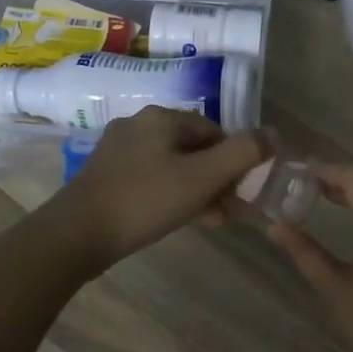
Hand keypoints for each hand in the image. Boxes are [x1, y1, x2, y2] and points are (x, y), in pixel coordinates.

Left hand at [49, 107, 268, 272]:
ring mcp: (119, 149)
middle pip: (194, 148)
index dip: (236, 163)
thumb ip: (243, 154)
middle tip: (227, 214)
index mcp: (163, 117)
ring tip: (207, 221)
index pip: (216, 132)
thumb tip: (276, 134)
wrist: (76, 234)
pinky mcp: (106, 173)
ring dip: (196, 190)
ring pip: (173, 165)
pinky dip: (169, 194)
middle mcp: (139, 124)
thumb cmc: (146, 201)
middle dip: (216, 180)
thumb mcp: (202, 178)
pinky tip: (174, 218)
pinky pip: (150, 177)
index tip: (241, 196)